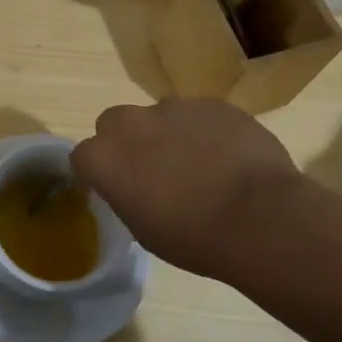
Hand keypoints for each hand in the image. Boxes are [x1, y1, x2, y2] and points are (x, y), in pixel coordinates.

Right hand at [70, 98, 300, 279]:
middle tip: (152, 170)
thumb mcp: (143, 230)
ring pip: (159, 116)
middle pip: (114, 123)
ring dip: (168, 135)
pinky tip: (228, 158)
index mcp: (104, 157)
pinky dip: (205, 132)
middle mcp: (131, 122)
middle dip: (126, 142)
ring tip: (199, 165)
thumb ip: (126, 195)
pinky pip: (199, 115)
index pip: (82, 157)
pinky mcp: (213, 103)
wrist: (260, 218)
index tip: (113, 188)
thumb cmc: (194, 238)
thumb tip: (134, 185)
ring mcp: (174, 107)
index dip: (96, 173)